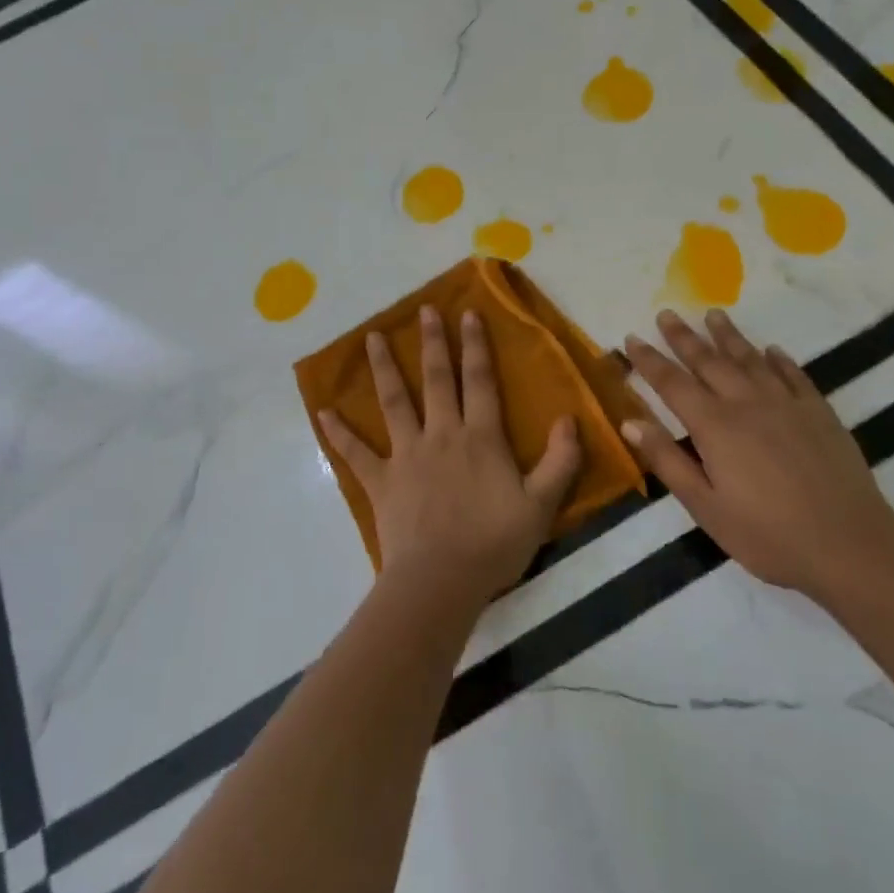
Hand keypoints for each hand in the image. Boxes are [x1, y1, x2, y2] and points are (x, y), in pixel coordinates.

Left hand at [320, 306, 584, 603]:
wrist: (441, 581)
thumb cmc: (493, 543)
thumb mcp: (541, 506)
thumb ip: (560, 461)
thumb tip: (569, 418)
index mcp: (480, 438)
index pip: (479, 381)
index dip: (476, 346)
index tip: (468, 313)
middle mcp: (442, 435)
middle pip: (437, 380)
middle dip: (433, 343)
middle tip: (424, 310)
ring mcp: (407, 455)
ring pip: (394, 403)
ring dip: (385, 369)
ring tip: (373, 338)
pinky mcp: (381, 481)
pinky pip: (356, 453)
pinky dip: (339, 433)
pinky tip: (323, 412)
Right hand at [620, 309, 893, 602]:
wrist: (850, 545)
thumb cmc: (768, 534)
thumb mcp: (705, 507)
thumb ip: (667, 460)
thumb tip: (630, 422)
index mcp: (714, 426)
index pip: (672, 383)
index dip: (649, 360)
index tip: (631, 337)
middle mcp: (747, 403)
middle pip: (709, 361)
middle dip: (684, 337)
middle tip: (667, 313)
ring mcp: (786, 404)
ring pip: (750, 359)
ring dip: (729, 336)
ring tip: (714, 315)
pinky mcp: (819, 412)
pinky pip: (794, 375)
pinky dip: (779, 359)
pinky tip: (772, 350)